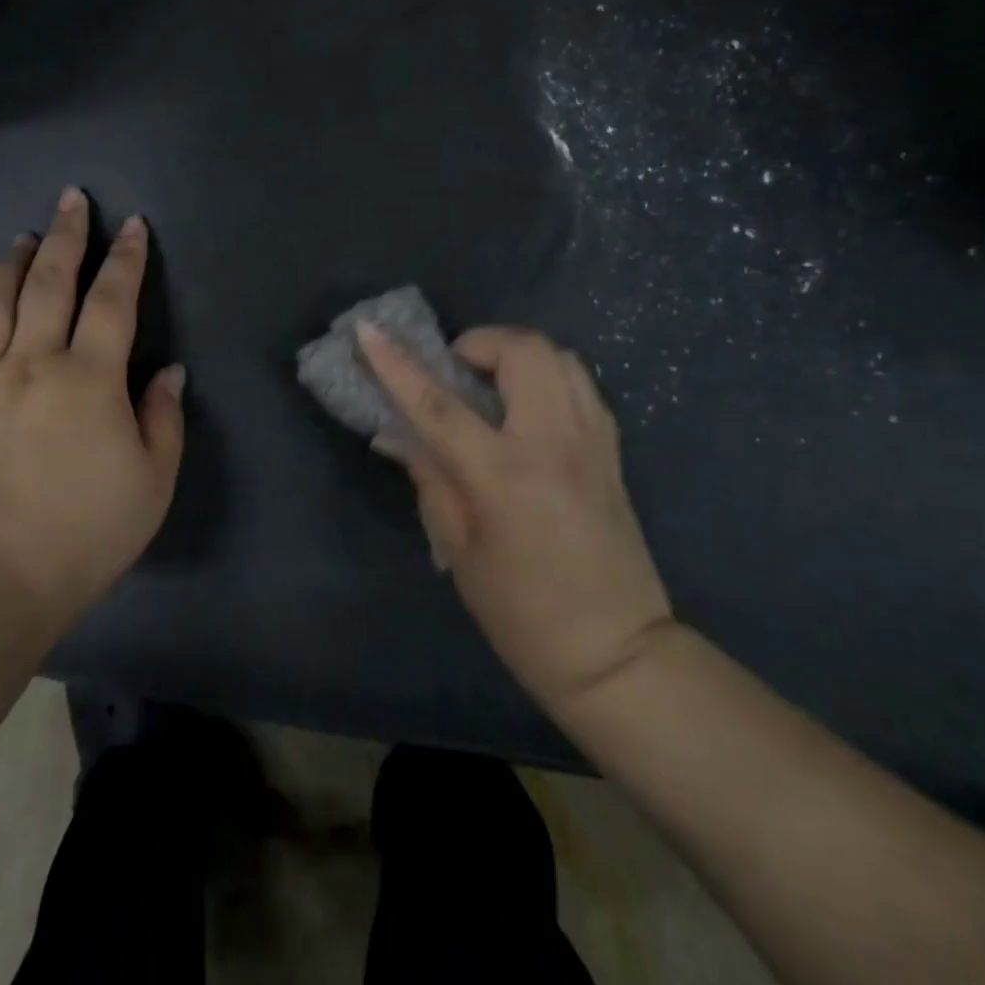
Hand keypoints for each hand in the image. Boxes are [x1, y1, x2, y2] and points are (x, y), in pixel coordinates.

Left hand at [0, 187, 185, 636]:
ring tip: (19, 239)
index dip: (126, 258)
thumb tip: (168, 372)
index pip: (112, 300)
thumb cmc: (83, 534)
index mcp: (88, 378)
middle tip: (71, 199)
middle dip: (65, 236)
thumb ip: (162, 419)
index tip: (132, 225)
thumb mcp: (151, 482)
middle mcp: (31, 363)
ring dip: (8, 264)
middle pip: (48, 283)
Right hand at [358, 322, 673, 710]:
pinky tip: (527, 407)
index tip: (368, 330)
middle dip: (478, 343)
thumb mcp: (459, 550)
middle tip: (454, 370)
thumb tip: (396, 435)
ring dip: (515, 355)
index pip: (438, 403)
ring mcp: (591, 442)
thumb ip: (429, 478)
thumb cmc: (522, 613)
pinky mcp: (612, 450)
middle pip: (521, 351)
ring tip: (490, 384)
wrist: (617, 653)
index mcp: (504, 475)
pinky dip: (546, 376)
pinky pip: (580, 383)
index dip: (396, 363)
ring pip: (558, 356)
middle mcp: (553, 443)